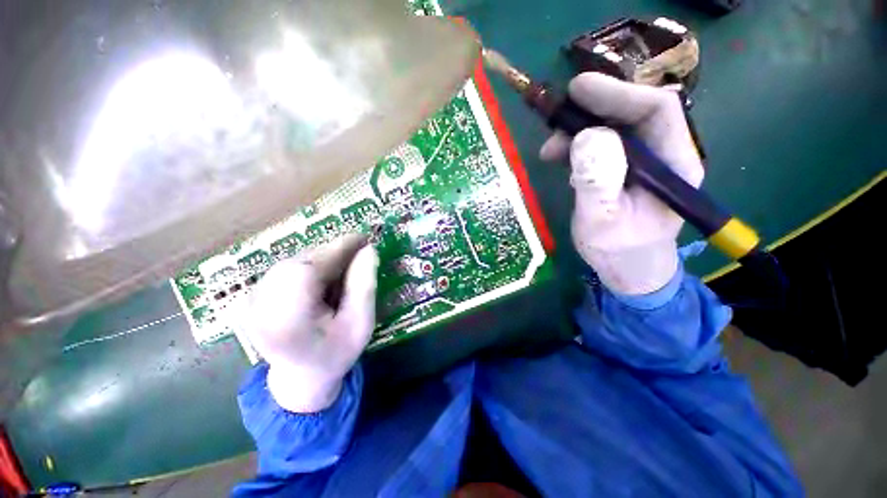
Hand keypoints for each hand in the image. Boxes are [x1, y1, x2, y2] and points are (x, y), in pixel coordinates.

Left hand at [245, 234, 377, 412]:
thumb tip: (368, 250)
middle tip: (358, 255)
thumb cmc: (336, 353)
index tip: (363, 239)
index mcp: (286, 320)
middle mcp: (259, 307)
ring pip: (293, 262)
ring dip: (322, 261)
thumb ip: (364, 286)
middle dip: (332, 255)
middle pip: (299, 262)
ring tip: (343, 273)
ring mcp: (250, 302)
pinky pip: (287, 269)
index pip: (308, 269)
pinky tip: (324, 281)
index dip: (337, 249)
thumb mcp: (360, 324)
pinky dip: (310, 267)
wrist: (301, 378)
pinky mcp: (252, 296)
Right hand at [540, 73, 703, 294]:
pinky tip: (559, 158)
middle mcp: (664, 154)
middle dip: (593, 109)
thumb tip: (586, 135)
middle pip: (633, 113)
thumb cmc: (618, 252)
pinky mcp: (625, 168)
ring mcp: (644, 161)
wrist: (628, 269)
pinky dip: (577, 145)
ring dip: (579, 130)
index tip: (579, 89)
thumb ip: (597, 182)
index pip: (657, 110)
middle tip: (556, 115)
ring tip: (550, 149)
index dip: (619, 93)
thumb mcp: (601, 222)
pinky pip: (602, 145)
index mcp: (674, 164)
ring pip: (614, 128)